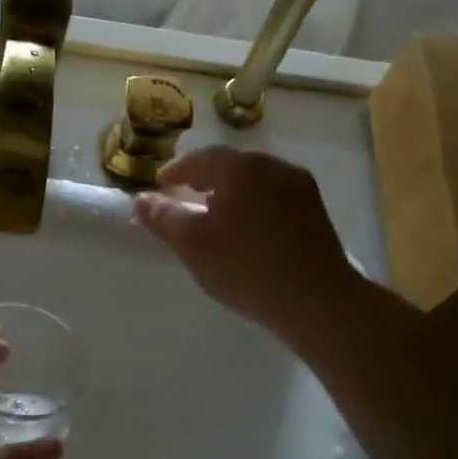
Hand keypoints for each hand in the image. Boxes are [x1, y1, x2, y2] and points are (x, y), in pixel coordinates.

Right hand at [132, 147, 359, 340]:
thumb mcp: (193, 245)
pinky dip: (252, 203)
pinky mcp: (315, 210)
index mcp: (241, 168)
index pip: (201, 158)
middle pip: (230, 165)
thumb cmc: (245, 267)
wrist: (316, 300)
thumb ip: (164, 218)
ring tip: (213, 214)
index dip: (176, 170)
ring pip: (254, 180)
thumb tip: (140, 200)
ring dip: (229, 191)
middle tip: (184, 196)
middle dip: (203, 178)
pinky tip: (245, 228)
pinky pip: (273, 195)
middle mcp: (273, 166)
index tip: (160, 185)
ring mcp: (299, 186)